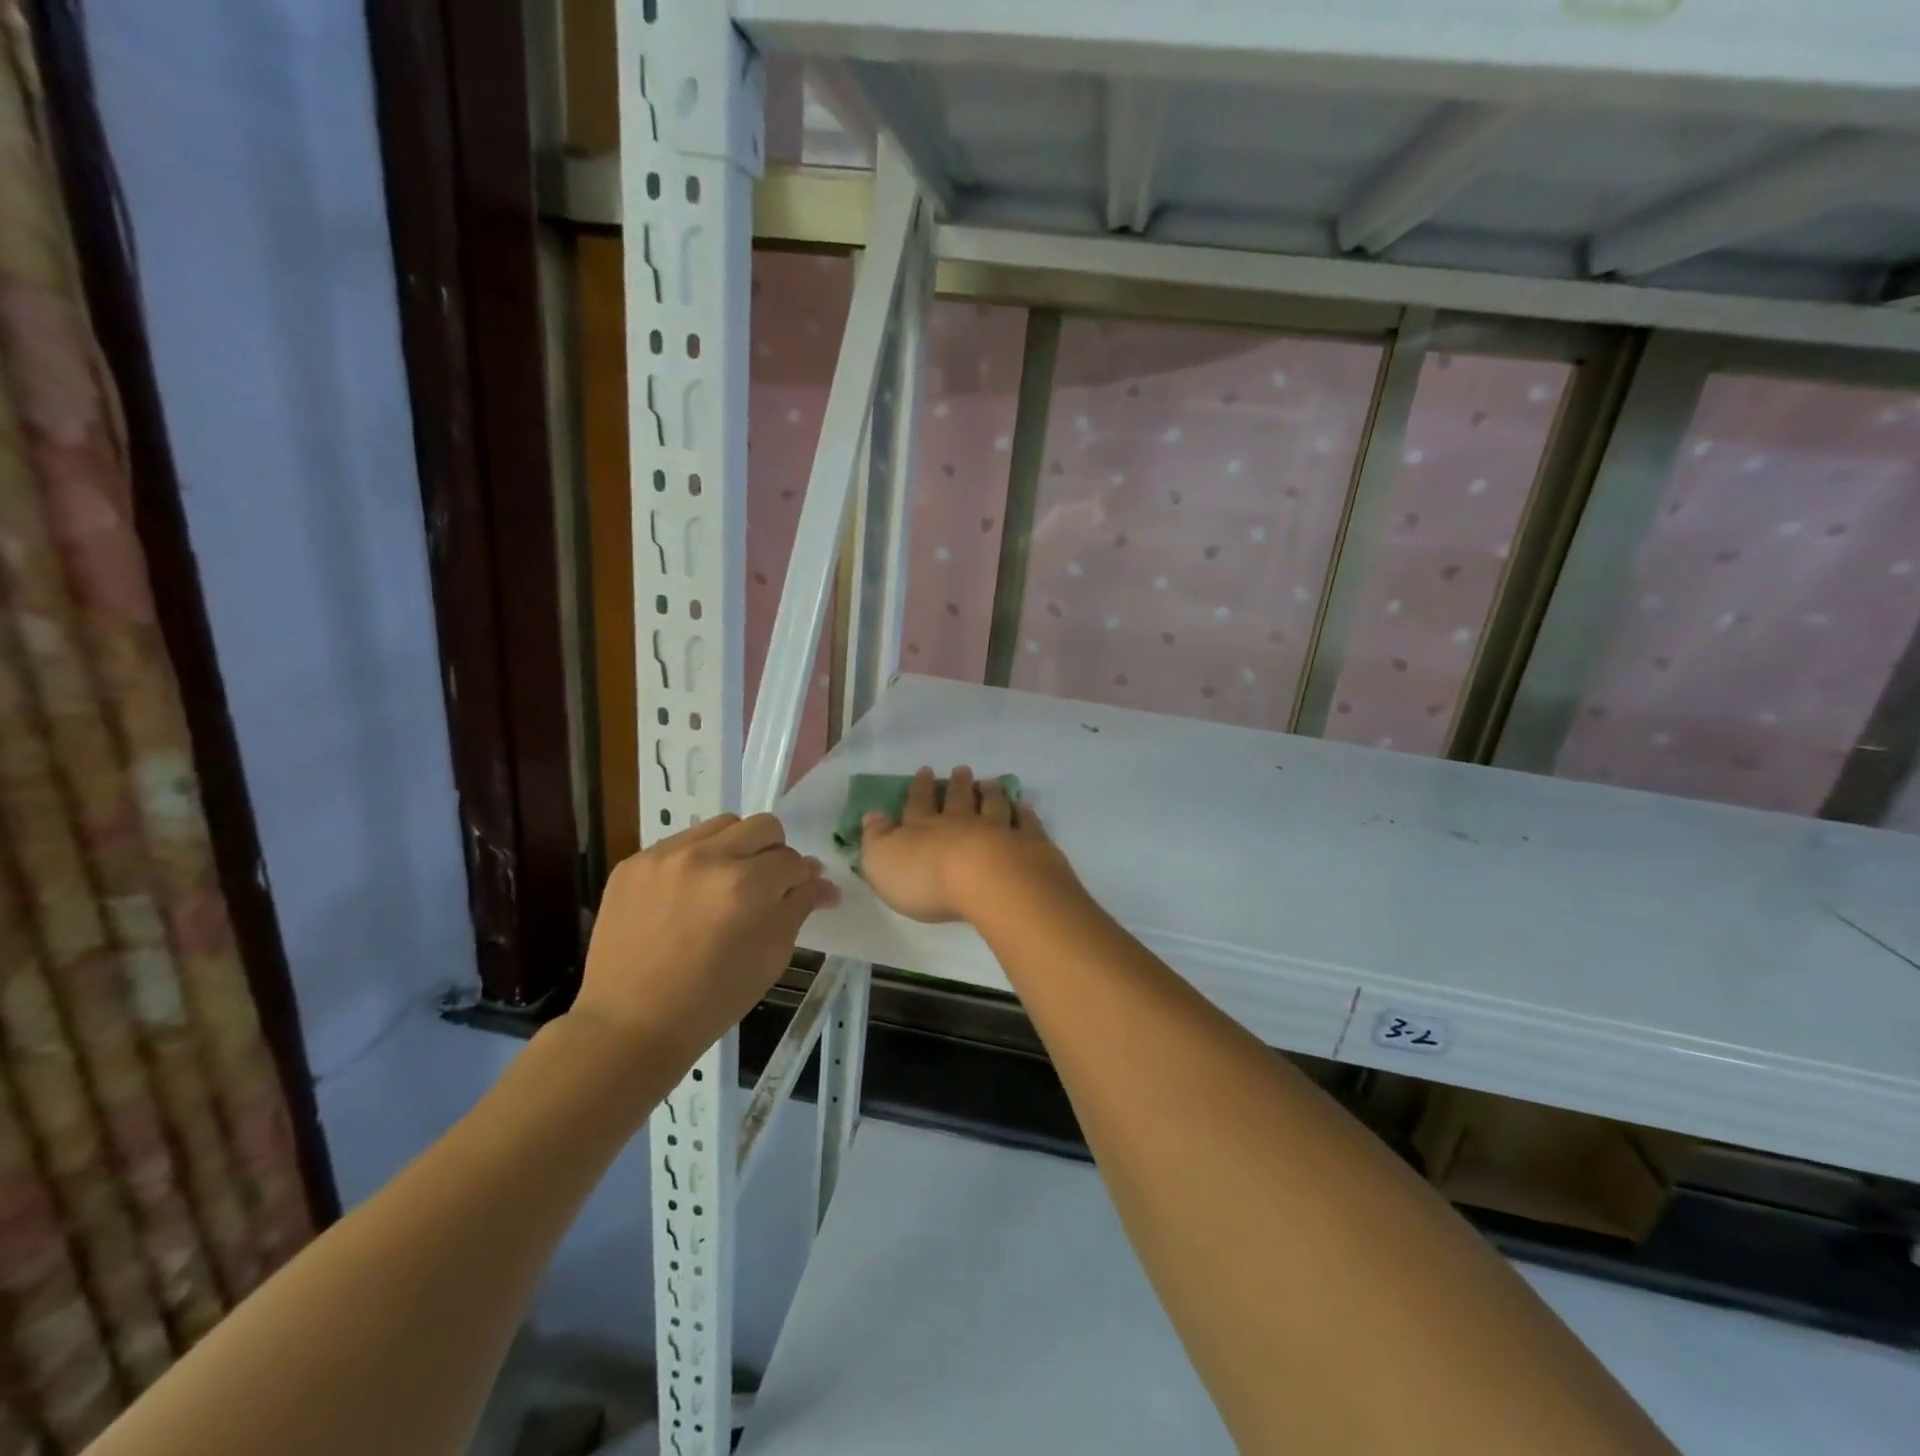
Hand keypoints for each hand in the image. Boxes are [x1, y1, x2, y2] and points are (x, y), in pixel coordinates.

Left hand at [571, 813, 838, 1061]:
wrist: (630, 1026)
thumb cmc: (713, 1000)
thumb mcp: (771, 956)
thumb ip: (799, 907)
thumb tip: (823, 882)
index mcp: (746, 886)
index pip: (793, 860)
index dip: (803, 878)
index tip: (801, 891)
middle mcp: (707, 858)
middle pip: (762, 826)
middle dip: (775, 852)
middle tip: (766, 884)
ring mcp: (665, 856)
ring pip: (721, 825)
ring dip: (736, 847)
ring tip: (726, 883)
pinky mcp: (633, 863)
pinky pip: (681, 842)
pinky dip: (697, 859)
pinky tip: (688, 894)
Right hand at [858, 766, 1078, 924]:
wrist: (988, 881)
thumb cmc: (927, 877)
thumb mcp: (883, 861)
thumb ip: (876, 839)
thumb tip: (871, 817)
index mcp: (924, 828)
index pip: (919, 804)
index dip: (920, 788)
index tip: (925, 771)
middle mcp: (961, 823)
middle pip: (959, 800)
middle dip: (958, 785)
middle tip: (961, 769)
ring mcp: (998, 830)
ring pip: (993, 806)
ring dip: (991, 794)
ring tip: (991, 783)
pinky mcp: (1029, 845)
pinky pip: (1026, 824)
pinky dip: (1025, 814)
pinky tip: (1025, 807)